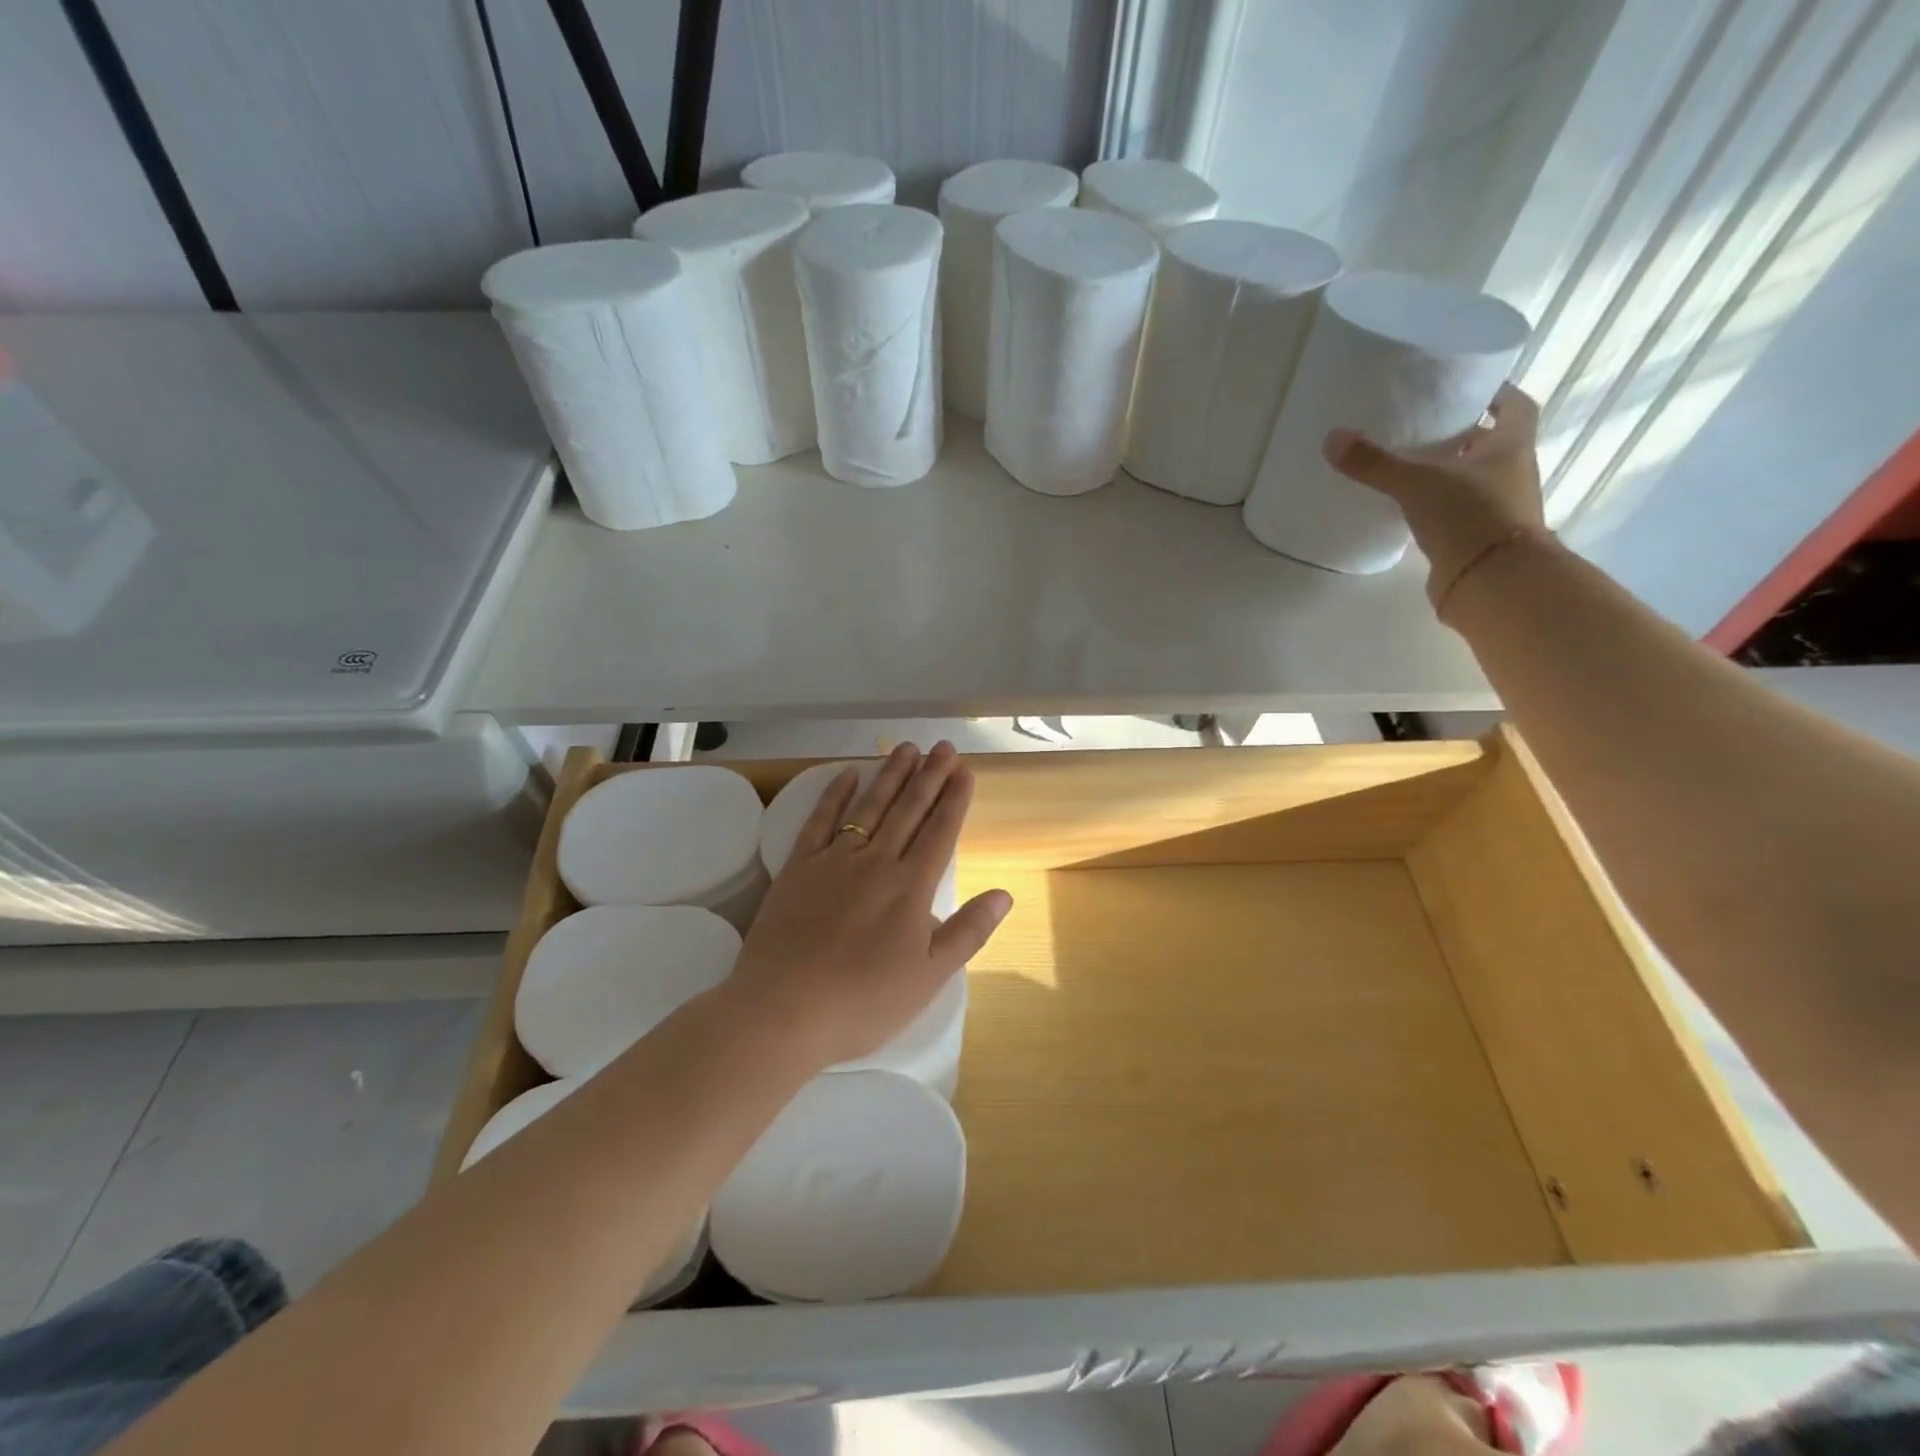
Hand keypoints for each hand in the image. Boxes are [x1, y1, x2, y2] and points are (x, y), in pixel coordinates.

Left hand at [726, 741, 1012, 1069]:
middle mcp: (876, 862)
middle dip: (929, 776)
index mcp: (910, 888)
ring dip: (890, 776)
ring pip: (870, 807)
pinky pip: (820, 821)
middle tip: (944, 746)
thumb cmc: (864, 1001)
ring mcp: (834, 861)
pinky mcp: (798, 868)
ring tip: (907, 748)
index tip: (965, 770)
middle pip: (908, 810)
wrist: (784, 1010)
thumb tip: (1004, 894)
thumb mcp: (929, 976)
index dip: (954, 800)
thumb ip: (968, 931)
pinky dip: (835, 795)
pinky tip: (848, 774)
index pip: (939, 832)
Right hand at [1322, 383, 1546, 613]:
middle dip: (1461, 433)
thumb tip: (1332, 438)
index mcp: (1512, 445)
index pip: (1514, 405)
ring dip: (1447, 471)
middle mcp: (1512, 472)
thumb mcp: (1417, 483)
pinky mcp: (1478, 538)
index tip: (1464, 388)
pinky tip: (1408, 506)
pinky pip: (1457, 511)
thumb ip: (1375, 463)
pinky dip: (1437, 505)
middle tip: (1422, 425)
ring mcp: (1498, 508)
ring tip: (1407, 465)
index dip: (1494, 393)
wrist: (1492, 582)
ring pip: (1472, 478)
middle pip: (1490, 442)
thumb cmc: (1470, 516)